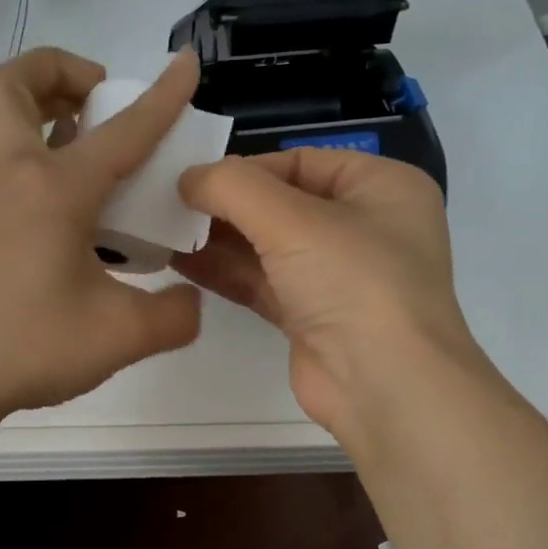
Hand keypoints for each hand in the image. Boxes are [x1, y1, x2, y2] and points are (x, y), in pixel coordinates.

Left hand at [0, 47, 203, 422]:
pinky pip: (4, 163)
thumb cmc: (27, 345)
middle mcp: (13, 177)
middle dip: (59, 70)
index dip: (162, 97)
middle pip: (12, 85)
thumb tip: (188, 299)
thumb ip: (173, 315)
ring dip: (43, 108)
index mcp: (54, 189)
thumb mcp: (120, 336)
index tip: (186, 64)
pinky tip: (75, 208)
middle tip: (100, 99)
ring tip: (91, 143)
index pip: (122, 131)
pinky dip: (38, 155)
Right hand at [176, 149, 484, 448]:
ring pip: (268, 246)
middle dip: (226, 206)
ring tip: (162, 230)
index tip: (193, 179)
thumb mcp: (292, 219)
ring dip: (218, 239)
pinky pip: (262, 282)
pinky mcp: (311, 316)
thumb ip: (232, 187)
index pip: (301, 161)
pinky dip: (225, 271)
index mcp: (380, 187)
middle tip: (169, 204)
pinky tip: (180, 261)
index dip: (246, 168)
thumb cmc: (353, 281)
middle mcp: (363, 226)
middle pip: (281, 203)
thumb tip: (187, 179)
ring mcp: (337, 275)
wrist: (384, 386)